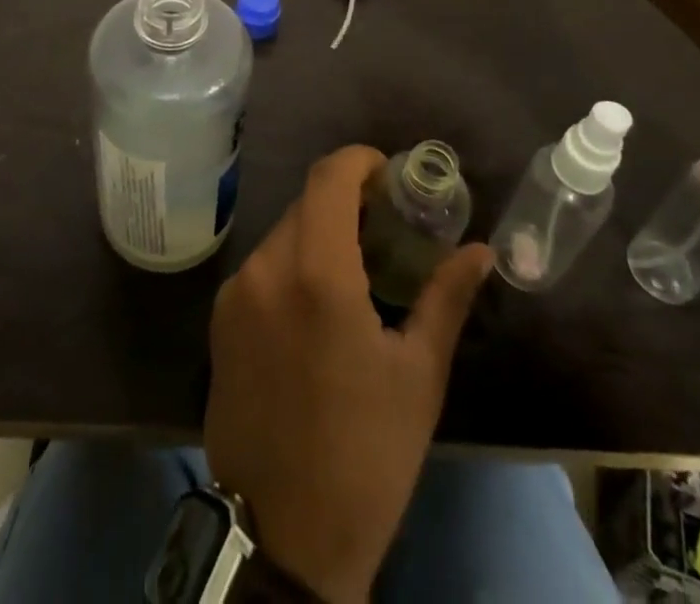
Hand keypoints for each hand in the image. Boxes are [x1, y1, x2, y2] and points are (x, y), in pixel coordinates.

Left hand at [205, 147, 491, 603]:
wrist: (281, 538)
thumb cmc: (365, 455)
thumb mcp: (418, 376)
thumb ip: (446, 298)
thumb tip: (480, 251)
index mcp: (316, 272)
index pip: (329, 177)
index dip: (360, 161)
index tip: (390, 176)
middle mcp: (266, 267)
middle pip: (307, 203)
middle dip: (347, 202)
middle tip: (386, 227)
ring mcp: (235, 293)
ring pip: (284, 233)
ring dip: (320, 234)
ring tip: (358, 271)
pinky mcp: (219, 320)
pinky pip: (263, 267)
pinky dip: (293, 263)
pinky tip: (317, 306)